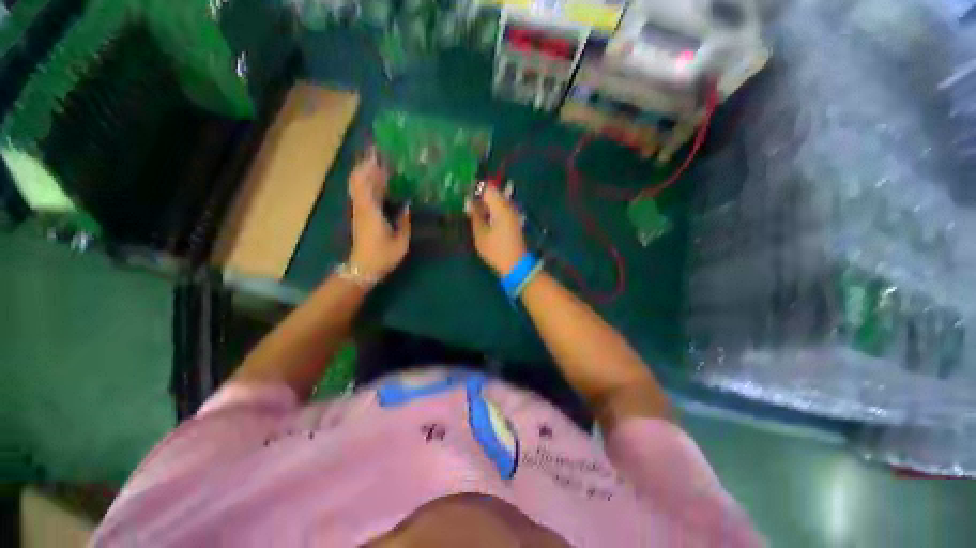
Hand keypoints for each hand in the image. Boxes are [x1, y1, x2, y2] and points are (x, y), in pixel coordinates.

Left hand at [348, 150, 410, 279]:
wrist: (363, 267)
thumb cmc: (383, 255)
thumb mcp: (400, 241)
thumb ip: (404, 221)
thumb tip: (407, 205)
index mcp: (371, 210)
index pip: (365, 182)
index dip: (370, 166)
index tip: (378, 152)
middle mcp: (362, 206)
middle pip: (358, 179)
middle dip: (367, 164)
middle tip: (381, 153)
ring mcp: (359, 210)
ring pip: (358, 185)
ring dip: (368, 173)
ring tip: (382, 164)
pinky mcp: (360, 215)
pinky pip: (362, 194)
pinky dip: (369, 184)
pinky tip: (381, 184)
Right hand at [466, 184, 527, 274]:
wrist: (516, 264)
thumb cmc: (496, 250)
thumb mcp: (480, 233)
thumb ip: (475, 215)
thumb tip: (468, 201)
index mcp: (500, 207)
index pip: (487, 188)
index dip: (475, 188)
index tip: (464, 193)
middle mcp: (509, 206)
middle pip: (494, 192)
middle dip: (480, 195)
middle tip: (468, 204)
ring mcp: (513, 213)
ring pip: (498, 201)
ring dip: (486, 204)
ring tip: (474, 212)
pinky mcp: (514, 221)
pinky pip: (502, 209)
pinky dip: (493, 210)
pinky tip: (485, 218)